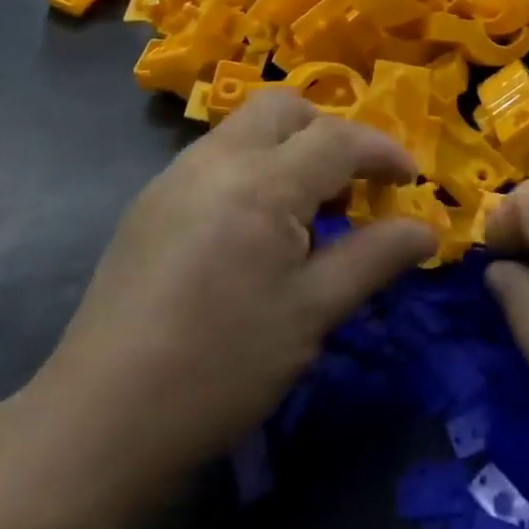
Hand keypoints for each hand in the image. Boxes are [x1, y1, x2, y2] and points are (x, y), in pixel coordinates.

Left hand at [32, 93, 436, 492]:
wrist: (100, 419)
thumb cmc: (221, 366)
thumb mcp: (312, 313)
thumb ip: (374, 258)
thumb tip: (427, 231)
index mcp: (261, 182)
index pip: (337, 138)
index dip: (382, 152)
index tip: (410, 180)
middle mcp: (216, 159)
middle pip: (285, 108)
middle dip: (330, 132)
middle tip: (353, 186)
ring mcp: (175, 176)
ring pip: (246, 127)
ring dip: (289, 148)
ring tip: (308, 211)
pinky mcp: (150, 202)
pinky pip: (217, 156)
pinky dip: (253, 168)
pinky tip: (255, 229)